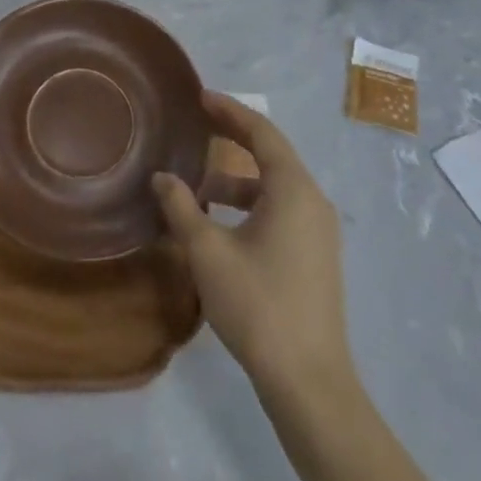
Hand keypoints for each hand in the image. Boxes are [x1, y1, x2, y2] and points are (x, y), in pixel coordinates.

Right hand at [154, 94, 350, 393]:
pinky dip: (252, 205)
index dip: (229, 111)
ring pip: (275, 187)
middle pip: (271, 154)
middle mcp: (312, 200)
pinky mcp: (317, 256)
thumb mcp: (208, 253)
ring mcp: (319, 231)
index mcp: (293, 188)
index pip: (261, 132)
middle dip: (234, 138)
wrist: (309, 382)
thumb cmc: (258, 305)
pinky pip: (282, 210)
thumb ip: (182, 208)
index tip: (201, 97)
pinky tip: (223, 227)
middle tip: (198, 126)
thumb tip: (161, 177)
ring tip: (199, 190)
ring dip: (238, 181)